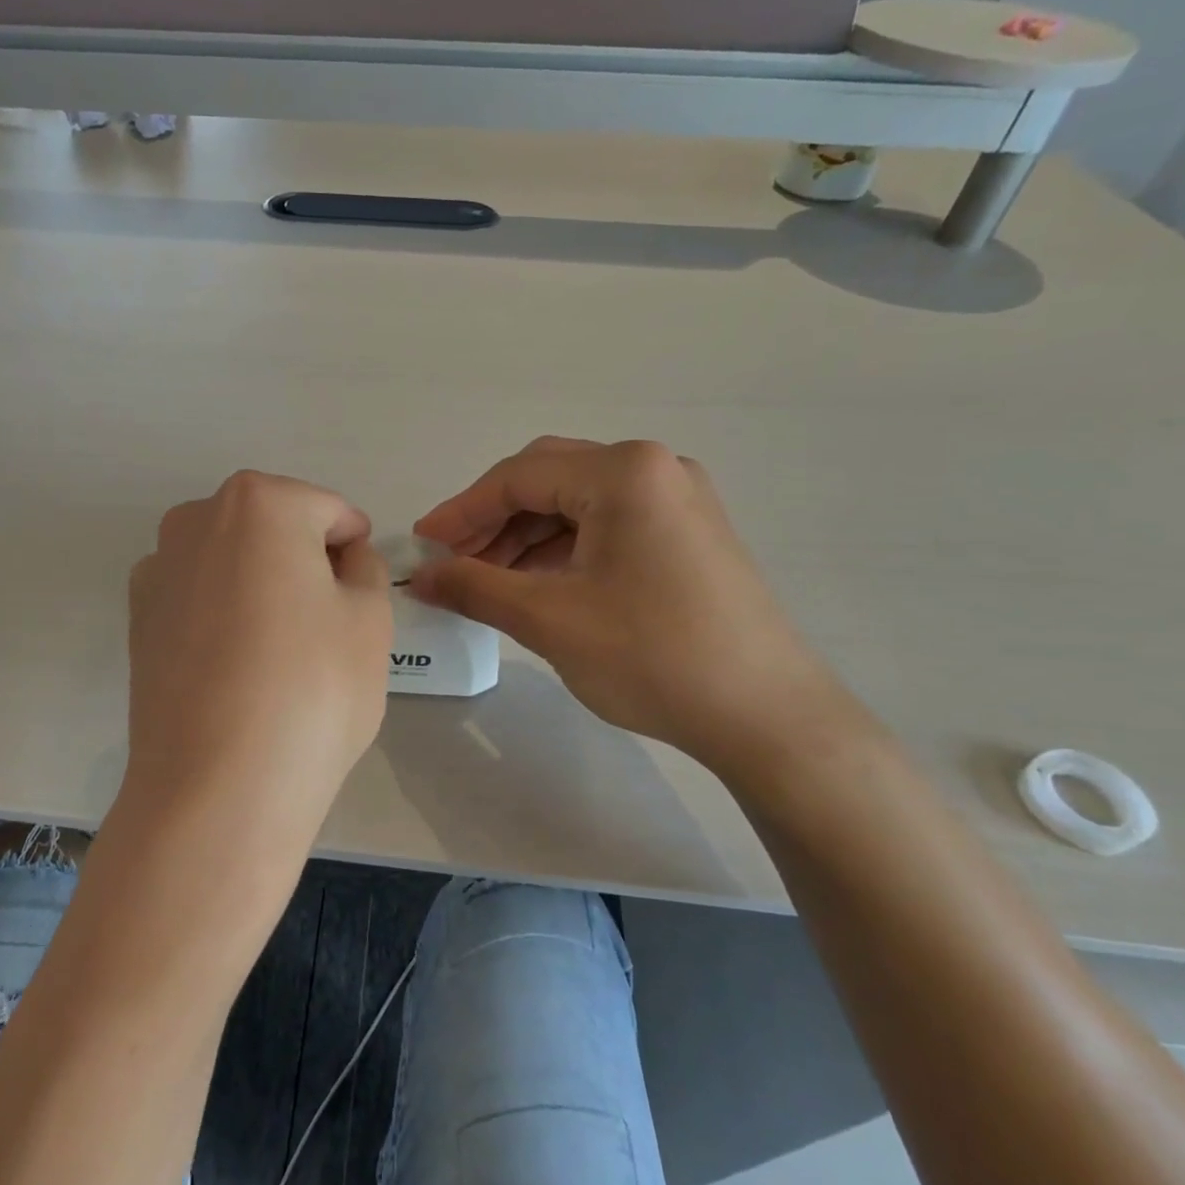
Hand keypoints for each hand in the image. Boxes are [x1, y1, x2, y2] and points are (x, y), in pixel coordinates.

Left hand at [124, 471, 390, 852]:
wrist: (217, 786)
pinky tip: (235, 665)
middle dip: (305, 559)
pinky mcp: (137, 618)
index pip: (328, 511)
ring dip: (260, 583)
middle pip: (273, 526)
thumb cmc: (312, 689)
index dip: (354, 549)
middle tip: (327, 622)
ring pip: (231, 559)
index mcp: (260, 503)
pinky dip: (222, 612)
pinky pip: (197, 596)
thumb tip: (344, 558)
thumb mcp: (370, 620)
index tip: (363, 594)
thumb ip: (365, 569)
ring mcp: (158, 569)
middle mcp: (195, 519)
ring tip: (280, 647)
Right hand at [411, 438, 860, 774]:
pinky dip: (563, 550)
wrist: (765, 715)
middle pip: (548, 479)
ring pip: (577, 504)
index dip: (461, 511)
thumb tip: (419, 576)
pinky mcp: (688, 534)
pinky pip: (607, 526)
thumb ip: (474, 587)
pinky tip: (536, 584)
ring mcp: (678, 500)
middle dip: (492, 520)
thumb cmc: (651, 656)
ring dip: (525, 536)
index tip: (421, 544)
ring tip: (486, 579)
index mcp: (624, 472)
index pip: (519, 476)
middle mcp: (655, 469)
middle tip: (451, 561)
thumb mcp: (549, 619)